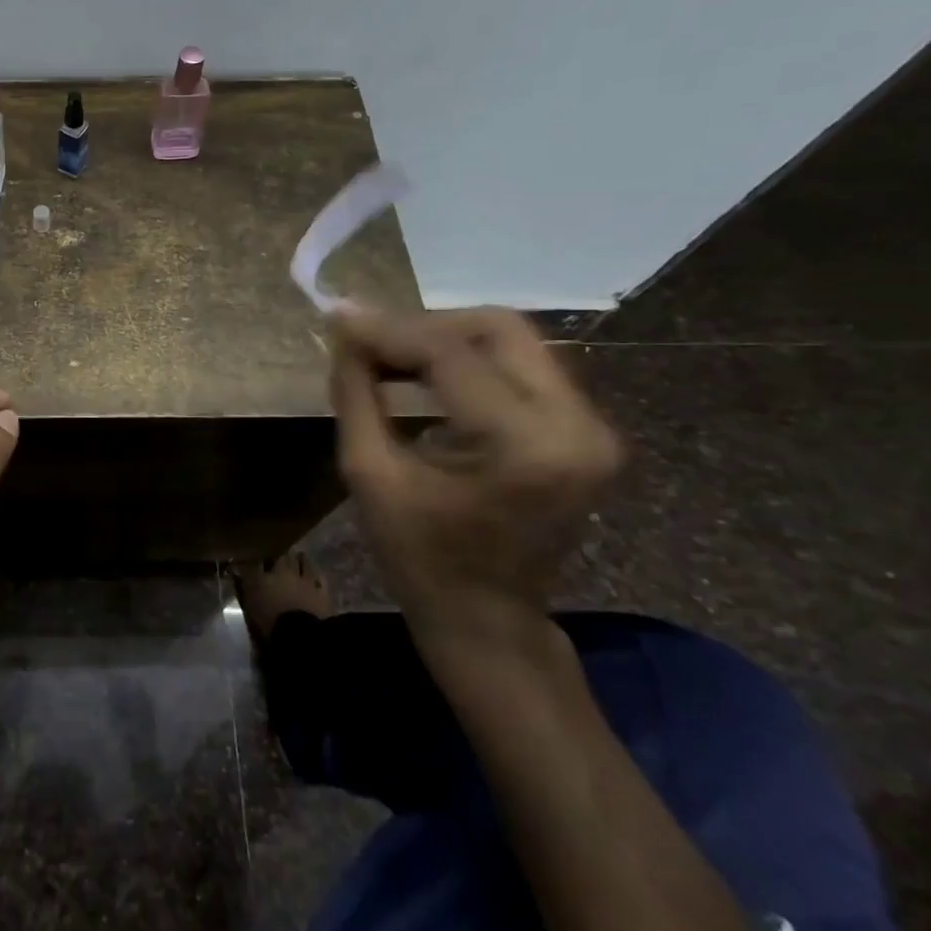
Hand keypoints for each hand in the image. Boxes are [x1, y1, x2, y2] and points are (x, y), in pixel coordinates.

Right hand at [327, 308, 622, 643]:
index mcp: (523, 446)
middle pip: (497, 329)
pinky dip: (469, 361)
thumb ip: (356, 391)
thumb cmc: (418, 555)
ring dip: (446, 339)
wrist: (487, 615)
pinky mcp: (587, 430)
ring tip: (390, 356)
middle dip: (424, 325)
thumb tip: (343, 328)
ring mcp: (592, 427)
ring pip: (513, 341)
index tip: (338, 315)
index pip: (450, 354)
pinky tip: (425, 376)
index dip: (388, 330)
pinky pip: (523, 366)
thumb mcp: (368, 471)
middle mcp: (576, 425)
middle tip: (370, 341)